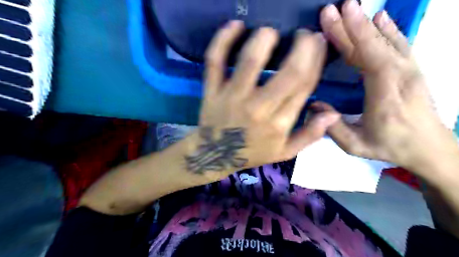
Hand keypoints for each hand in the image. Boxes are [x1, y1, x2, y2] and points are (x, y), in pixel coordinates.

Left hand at [190, 21, 340, 175]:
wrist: (214, 156)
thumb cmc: (251, 152)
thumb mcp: (284, 152)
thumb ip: (309, 135)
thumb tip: (333, 114)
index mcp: (279, 124)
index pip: (305, 85)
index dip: (317, 59)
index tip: (318, 43)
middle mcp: (258, 109)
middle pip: (288, 72)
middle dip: (303, 46)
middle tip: (304, 34)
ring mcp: (232, 98)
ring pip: (250, 62)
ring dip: (264, 39)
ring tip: (270, 31)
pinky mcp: (212, 91)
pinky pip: (215, 62)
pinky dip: (222, 40)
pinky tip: (235, 25)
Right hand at [316, 0, 458, 174]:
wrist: (430, 148)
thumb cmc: (390, 147)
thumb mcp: (355, 145)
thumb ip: (332, 127)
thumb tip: (313, 106)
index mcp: (385, 95)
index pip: (369, 58)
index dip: (353, 36)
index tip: (336, 17)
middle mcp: (401, 76)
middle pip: (373, 45)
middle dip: (351, 25)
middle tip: (331, 10)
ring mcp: (410, 71)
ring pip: (386, 41)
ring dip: (366, 24)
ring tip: (350, 8)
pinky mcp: (412, 70)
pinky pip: (399, 45)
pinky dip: (388, 30)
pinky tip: (379, 18)